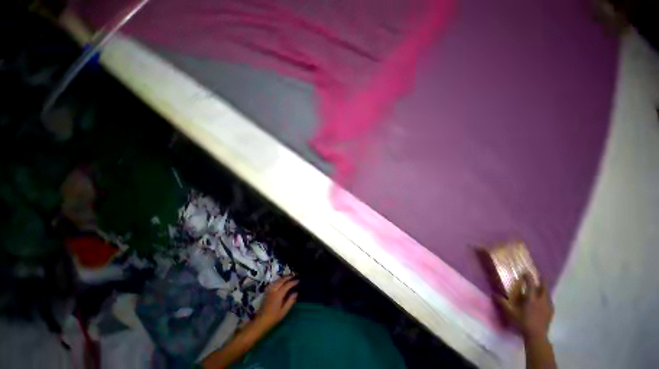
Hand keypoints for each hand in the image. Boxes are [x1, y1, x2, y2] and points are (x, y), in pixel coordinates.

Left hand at [254, 275, 298, 330]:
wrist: (260, 322)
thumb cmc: (273, 318)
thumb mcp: (284, 311)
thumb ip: (290, 301)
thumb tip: (296, 292)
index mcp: (278, 295)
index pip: (287, 285)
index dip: (293, 282)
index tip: (299, 280)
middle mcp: (273, 290)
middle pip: (282, 280)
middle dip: (289, 277)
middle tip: (295, 276)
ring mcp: (269, 290)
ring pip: (277, 280)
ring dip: (283, 278)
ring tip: (289, 277)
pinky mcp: (266, 292)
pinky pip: (273, 282)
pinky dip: (278, 280)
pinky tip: (280, 281)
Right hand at [496, 274, 553, 338]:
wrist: (537, 336)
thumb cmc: (523, 322)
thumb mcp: (511, 313)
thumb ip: (503, 303)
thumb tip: (493, 294)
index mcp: (531, 299)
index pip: (531, 284)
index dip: (528, 277)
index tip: (525, 272)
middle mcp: (541, 300)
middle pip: (544, 287)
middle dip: (542, 281)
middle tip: (539, 276)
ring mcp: (547, 306)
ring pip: (548, 294)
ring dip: (545, 289)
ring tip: (541, 287)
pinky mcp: (550, 312)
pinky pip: (549, 301)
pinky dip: (546, 297)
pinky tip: (544, 300)